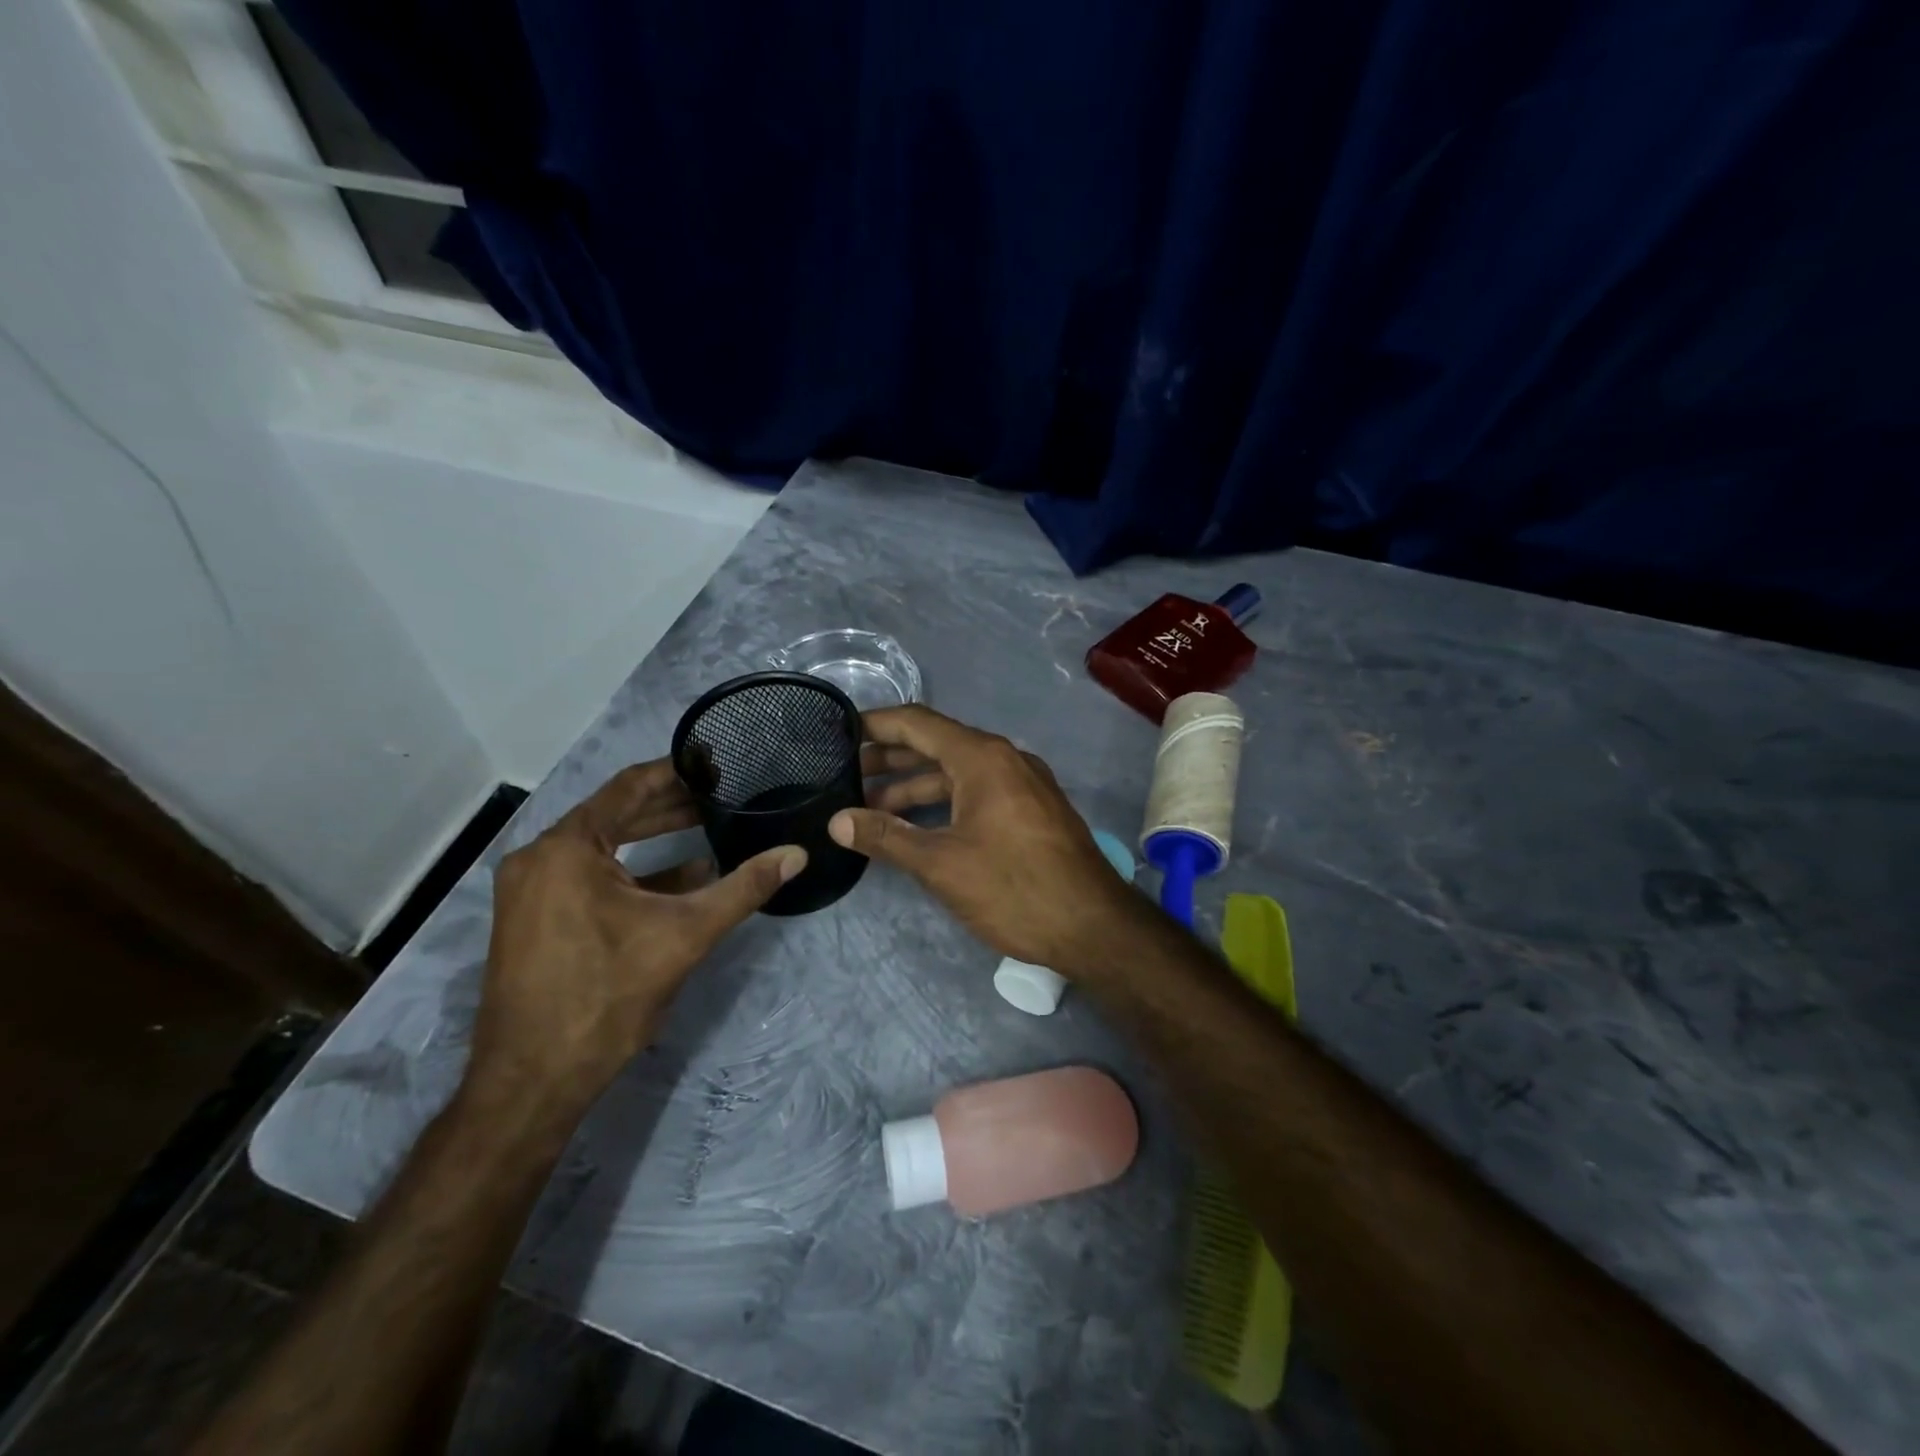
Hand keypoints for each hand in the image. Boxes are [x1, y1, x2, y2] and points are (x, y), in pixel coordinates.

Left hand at [465, 759, 803, 1124]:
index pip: (629, 787)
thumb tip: (797, 854)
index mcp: (566, 848)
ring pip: (602, 847)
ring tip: (707, 827)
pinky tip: (680, 878)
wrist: (533, 1081)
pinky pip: (588, 876)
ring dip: (653, 839)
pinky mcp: (533, 918)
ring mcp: (530, 890)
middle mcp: (539, 858)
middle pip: (614, 814)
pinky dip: (633, 872)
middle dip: (669, 807)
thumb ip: (743, 888)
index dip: (677, 772)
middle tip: (721, 795)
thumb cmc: (606, 996)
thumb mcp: (685, 935)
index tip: (717, 762)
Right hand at [828, 704, 1150, 973]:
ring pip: (957, 774)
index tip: (839, 733)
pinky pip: (978, 793)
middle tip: (845, 776)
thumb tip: (837, 821)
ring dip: (915, 788)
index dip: (876, 724)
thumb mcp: (942, 864)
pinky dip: (944, 803)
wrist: (1094, 926)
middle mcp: (1005, 759)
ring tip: (871, 810)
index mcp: (983, 757)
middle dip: (890, 760)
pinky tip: (918, 827)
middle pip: (936, 745)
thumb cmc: (1014, 888)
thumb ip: (887, 837)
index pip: (918, 723)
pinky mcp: (1032, 811)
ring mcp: (1023, 784)